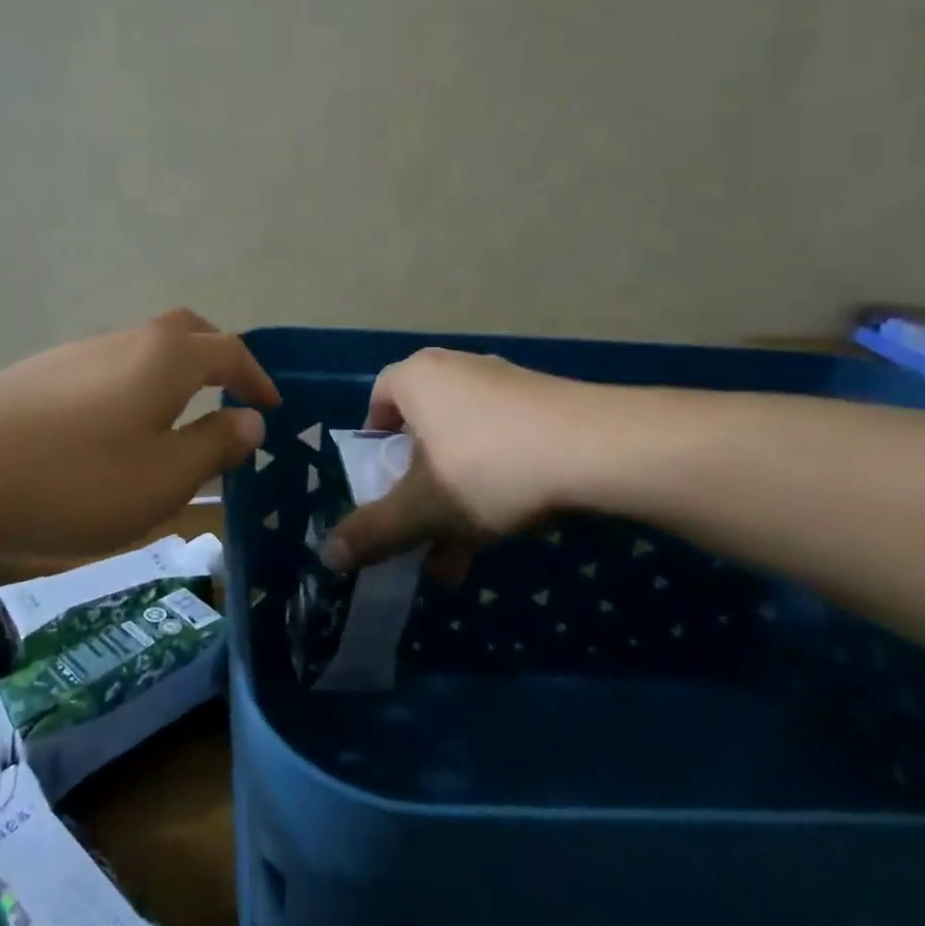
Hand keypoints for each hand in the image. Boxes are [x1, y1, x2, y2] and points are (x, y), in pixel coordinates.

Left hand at [0, 308, 278, 556]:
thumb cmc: (76, 479)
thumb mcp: (163, 478)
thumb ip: (214, 446)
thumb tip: (249, 421)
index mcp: (166, 357)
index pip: (229, 351)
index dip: (258, 377)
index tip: (272, 407)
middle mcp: (125, 340)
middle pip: (186, 332)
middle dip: (217, 359)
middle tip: (232, 397)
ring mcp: (78, 352)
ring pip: (143, 350)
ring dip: (172, 376)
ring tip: (176, 423)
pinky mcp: (41, 373)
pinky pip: (107, 369)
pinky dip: (132, 389)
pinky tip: (114, 432)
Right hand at [324, 348, 632, 572]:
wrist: (597, 449)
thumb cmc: (486, 467)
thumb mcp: (422, 509)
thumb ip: (373, 532)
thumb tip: (327, 556)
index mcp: (417, 378)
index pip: (378, 400)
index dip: (373, 443)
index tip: (380, 483)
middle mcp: (457, 369)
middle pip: (423, 431)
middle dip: (418, 487)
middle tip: (420, 528)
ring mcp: (505, 384)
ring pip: (464, 446)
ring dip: (457, 497)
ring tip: (461, 551)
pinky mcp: (546, 404)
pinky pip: (504, 444)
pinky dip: (496, 483)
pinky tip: (508, 528)